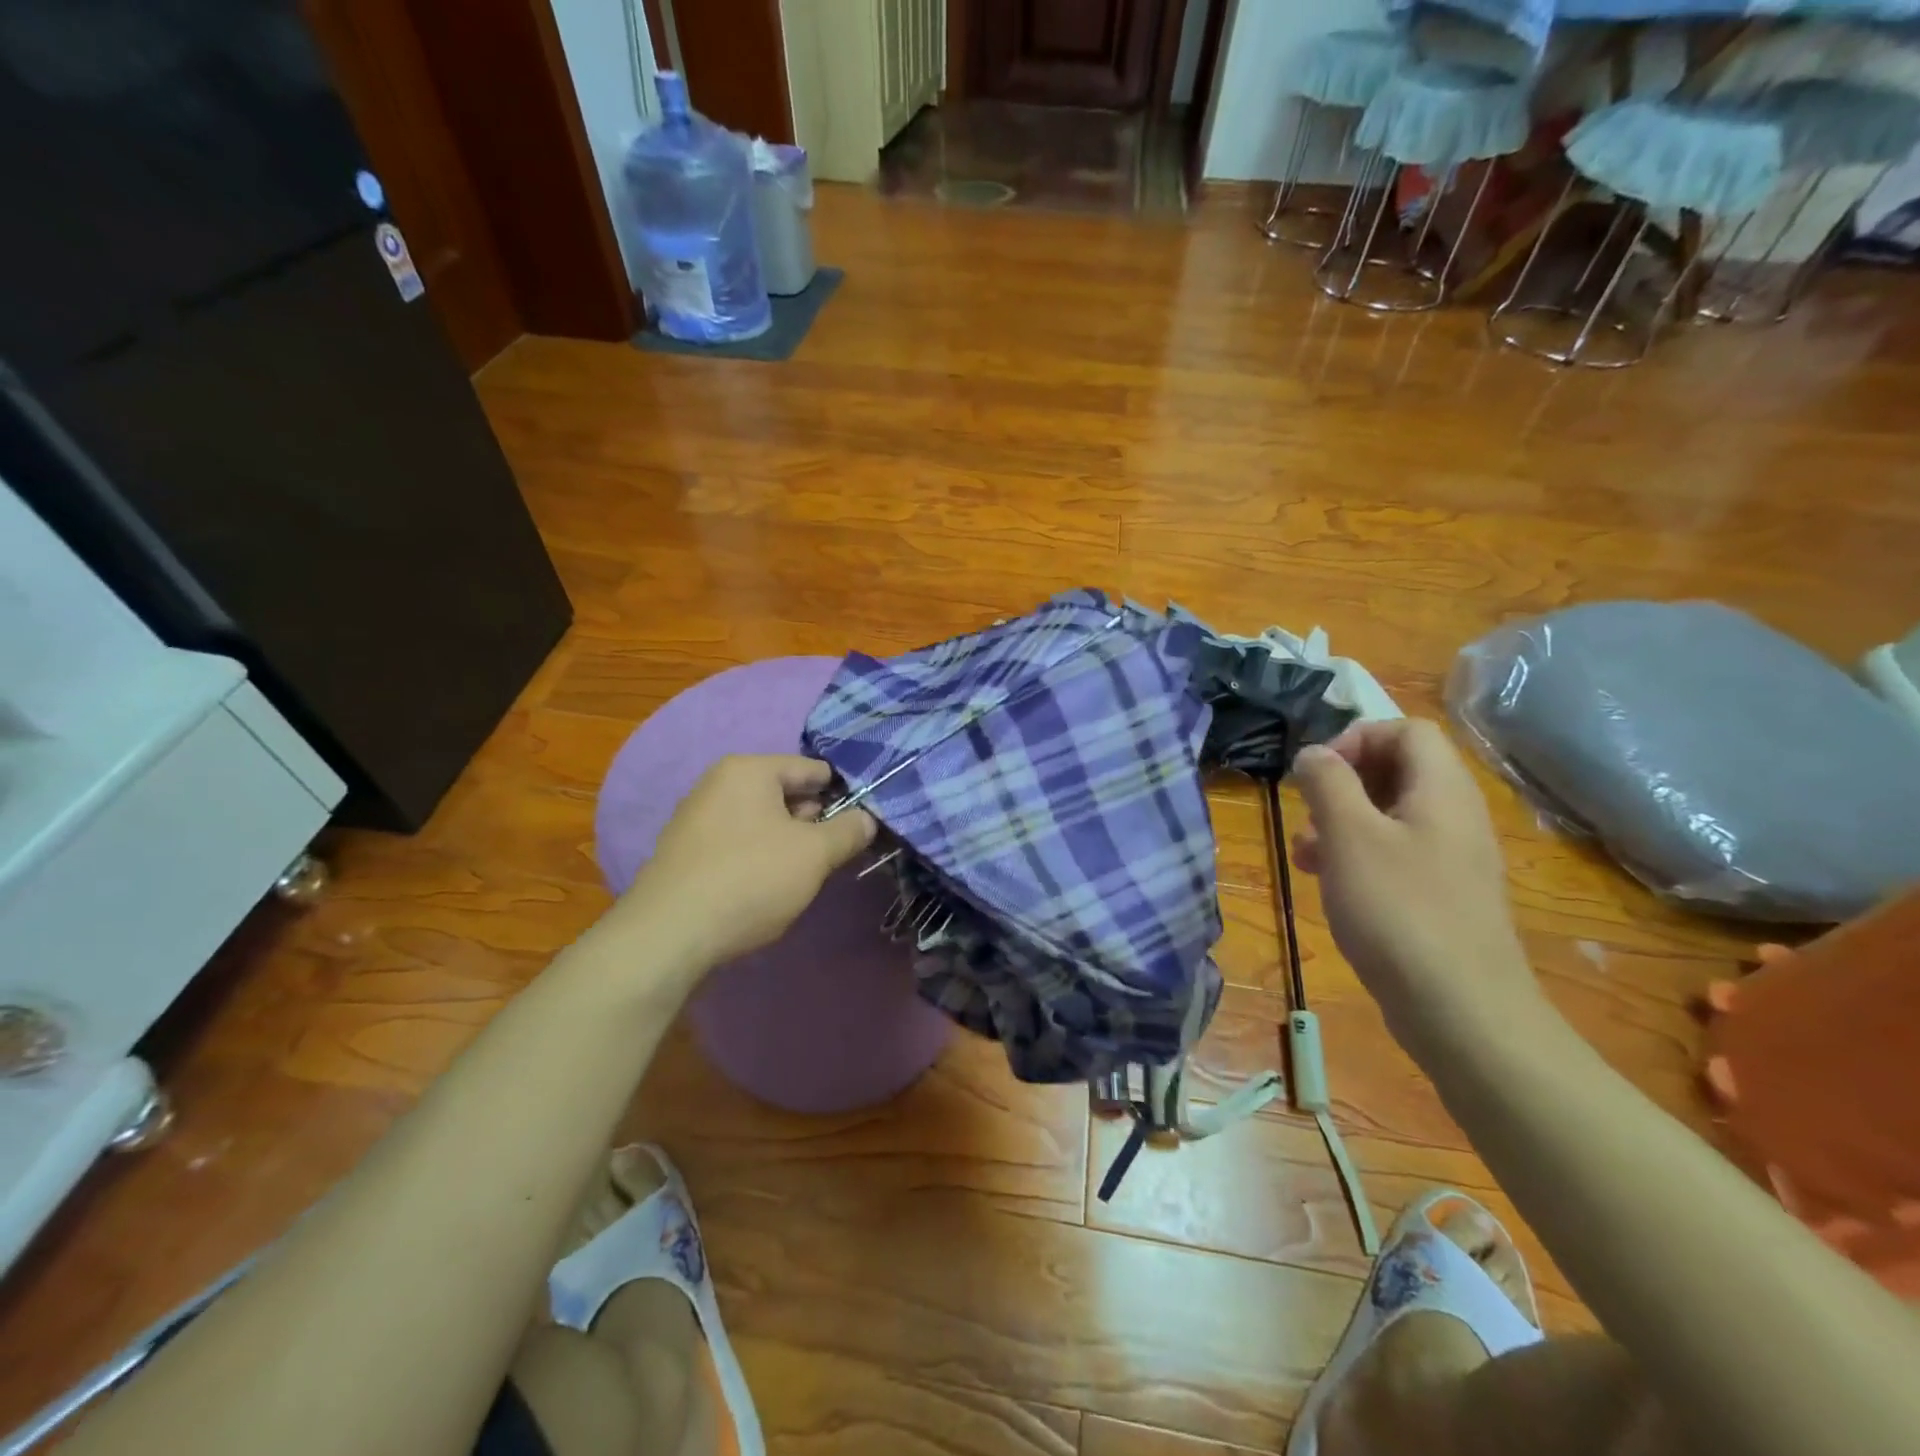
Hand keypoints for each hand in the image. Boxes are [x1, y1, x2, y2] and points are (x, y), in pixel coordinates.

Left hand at [612, 755, 876, 971]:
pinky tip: (764, 889)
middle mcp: (718, 783)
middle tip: (832, 856)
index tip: (860, 824)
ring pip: (761, 821)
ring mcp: (696, 818)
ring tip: (801, 877)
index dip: (842, 795)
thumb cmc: (751, 879)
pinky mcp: (684, 852)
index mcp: (749, 770)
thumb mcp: (814, 854)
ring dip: (786, 844)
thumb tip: (866, 819)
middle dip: (812, 822)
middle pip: (784, 794)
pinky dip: (757, 858)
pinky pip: (736, 843)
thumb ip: (848, 831)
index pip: (811, 769)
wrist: (670, 934)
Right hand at [1291, 720, 1545, 1052]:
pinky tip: (1327, 883)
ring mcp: (1452, 859)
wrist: (1463, 1011)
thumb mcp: (1350, 836)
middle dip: (1343, 783)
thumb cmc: (1399, 910)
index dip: (1357, 738)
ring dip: (1342, 822)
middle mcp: (1455, 816)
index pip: (1406, 731)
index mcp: (1442, 790)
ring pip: (1391, 815)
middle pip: (1398, 770)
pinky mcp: (1442, 896)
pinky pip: (1396, 854)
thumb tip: (1313, 753)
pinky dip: (1357, 856)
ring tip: (1305, 852)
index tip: (1316, 773)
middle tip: (1308, 812)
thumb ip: (1328, 783)